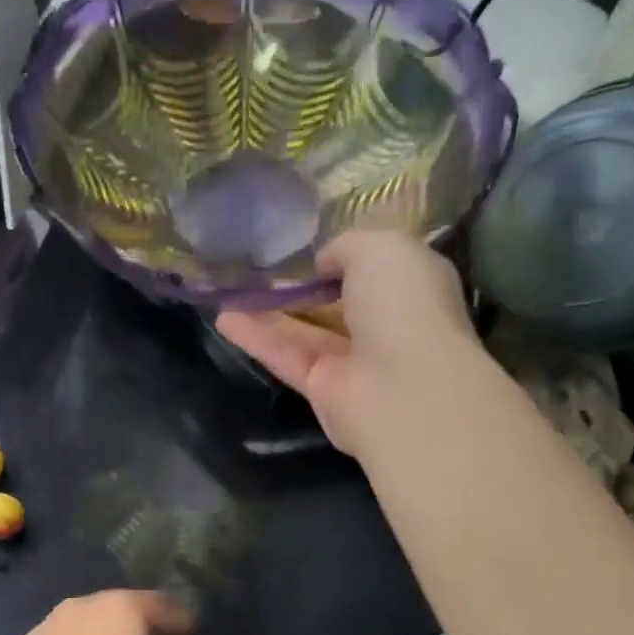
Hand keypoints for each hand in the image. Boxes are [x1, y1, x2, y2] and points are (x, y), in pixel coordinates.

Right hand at [215, 231, 478, 456]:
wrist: (404, 386)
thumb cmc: (402, 304)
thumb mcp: (377, 247)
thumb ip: (344, 247)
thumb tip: (321, 264)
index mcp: (409, 285)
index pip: (372, 267)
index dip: (336, 256)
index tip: (299, 245)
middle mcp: (383, 324)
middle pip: (333, 302)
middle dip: (298, 286)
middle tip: (255, 266)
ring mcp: (352, 361)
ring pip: (304, 330)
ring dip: (267, 311)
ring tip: (227, 289)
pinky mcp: (322, 389)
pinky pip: (286, 357)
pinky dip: (257, 338)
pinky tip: (224, 318)